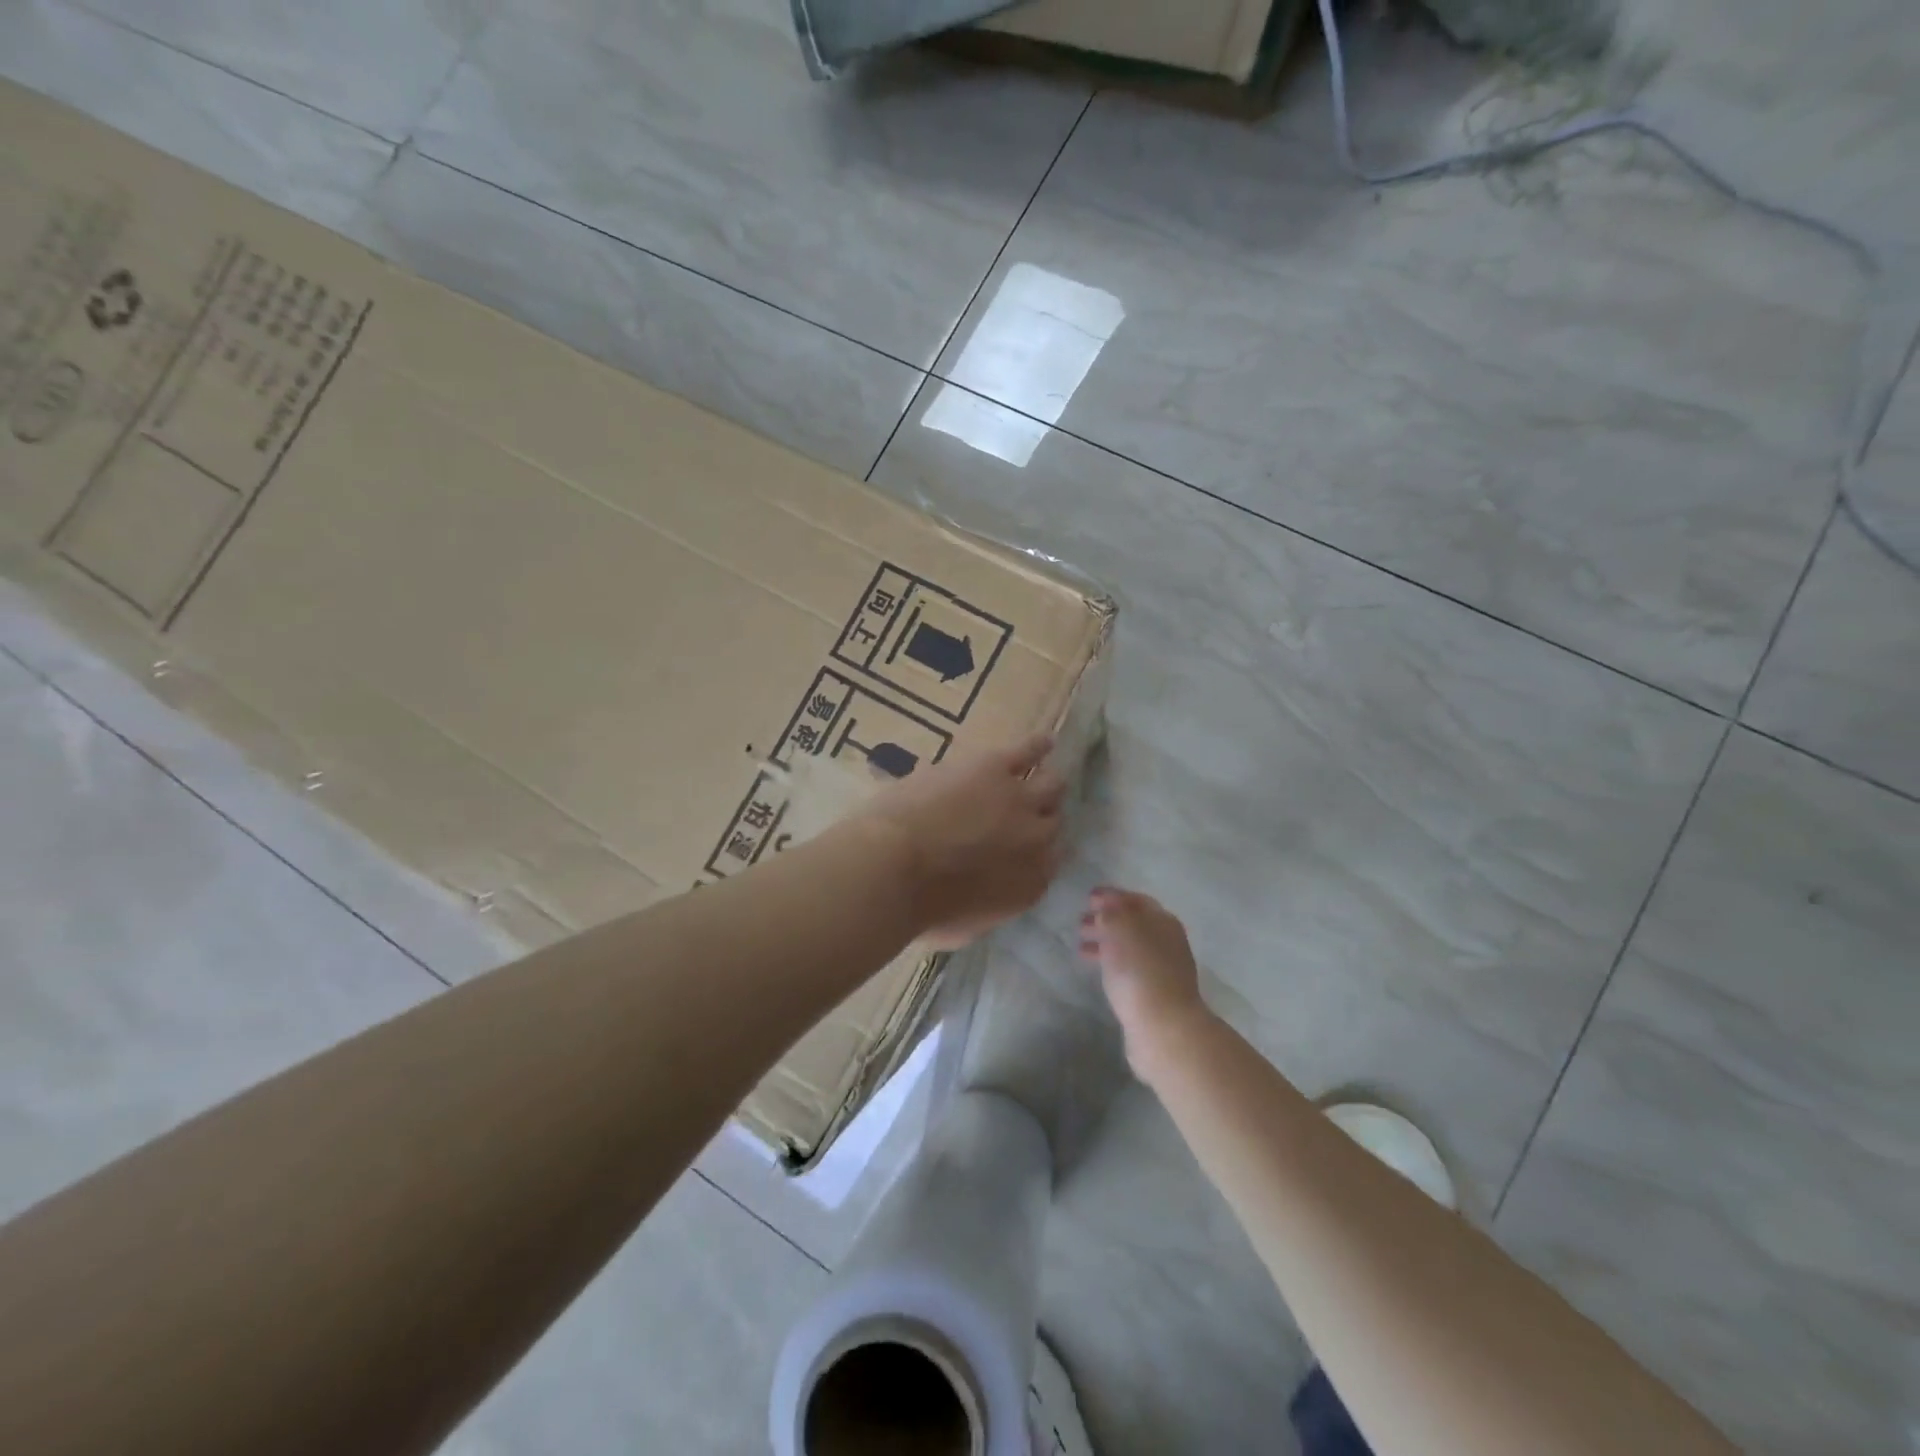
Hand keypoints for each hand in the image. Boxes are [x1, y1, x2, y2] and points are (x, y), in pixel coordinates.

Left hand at [862, 734, 1066, 949]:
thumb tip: (982, 895)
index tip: (1026, 848)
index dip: (1039, 852)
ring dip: (1044, 783)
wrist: (894, 868)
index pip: (1050, 863)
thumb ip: (985, 908)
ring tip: (1042, 775)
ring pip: (1050, 784)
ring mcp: (1019, 800)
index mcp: (1028, 886)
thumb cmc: (918, 910)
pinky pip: (1028, 751)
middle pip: (1054, 821)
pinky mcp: (995, 768)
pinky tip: (1044, 741)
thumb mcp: (963, 927)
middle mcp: (1036, 842)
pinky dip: (1037, 745)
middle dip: (1042, 818)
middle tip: (1026, 813)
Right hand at [1079, 887, 1211, 1069]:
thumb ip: (1111, 913)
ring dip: (1105, 942)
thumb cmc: (1140, 971)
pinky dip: (1110, 962)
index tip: (1088, 897)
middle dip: (1106, 919)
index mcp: (1162, 921)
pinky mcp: (1153, 993)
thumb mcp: (1121, 930)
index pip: (1135, 900)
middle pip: (1133, 923)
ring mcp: (1161, 968)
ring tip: (1080, 946)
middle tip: (1080, 921)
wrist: (1164, 1028)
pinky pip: (1127, 968)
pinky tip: (1096, 969)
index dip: (1111, 896)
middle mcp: (1166, 941)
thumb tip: (1105, 911)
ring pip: (1128, 946)